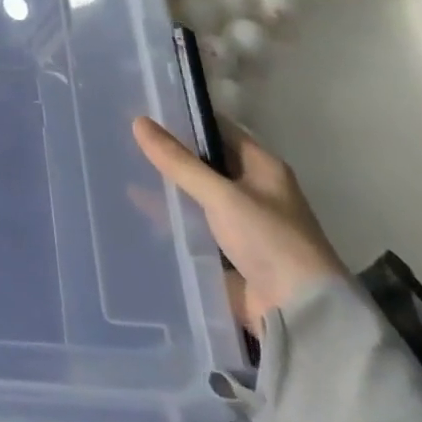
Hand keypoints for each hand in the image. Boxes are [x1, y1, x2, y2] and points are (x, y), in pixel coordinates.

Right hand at [132, 115, 344, 338]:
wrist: (300, 314)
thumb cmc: (270, 241)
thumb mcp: (221, 195)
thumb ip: (178, 162)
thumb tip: (138, 121)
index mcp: (263, 168)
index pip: (219, 129)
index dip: (186, 118)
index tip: (146, 107)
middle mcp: (253, 190)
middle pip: (204, 162)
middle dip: (169, 153)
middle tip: (124, 136)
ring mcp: (240, 223)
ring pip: (195, 195)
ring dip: (167, 187)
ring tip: (121, 169)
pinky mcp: (226, 252)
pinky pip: (192, 227)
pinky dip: (170, 219)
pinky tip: (135, 211)